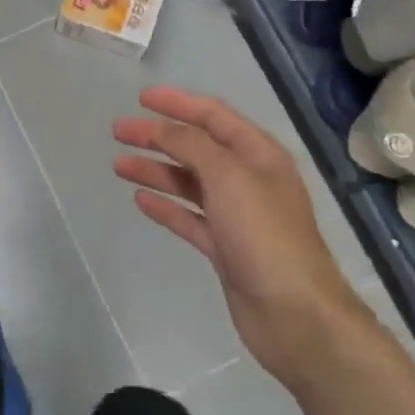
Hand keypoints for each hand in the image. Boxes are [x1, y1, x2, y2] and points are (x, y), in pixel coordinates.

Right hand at [114, 86, 372, 388]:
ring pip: (189, 183)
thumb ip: (191, 145)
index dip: (178, 103)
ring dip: (156, 170)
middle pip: (197, 148)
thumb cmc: (264, 235)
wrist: (294, 315)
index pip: (214, 116)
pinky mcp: (225, 247)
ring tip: (119, 165)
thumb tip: (162, 126)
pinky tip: (141, 199)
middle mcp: (248, 179)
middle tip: (119, 132)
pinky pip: (189, 217)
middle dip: (159, 137)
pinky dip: (166, 206)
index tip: (141, 99)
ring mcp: (236, 215)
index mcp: (259, 154)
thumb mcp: (228, 177)